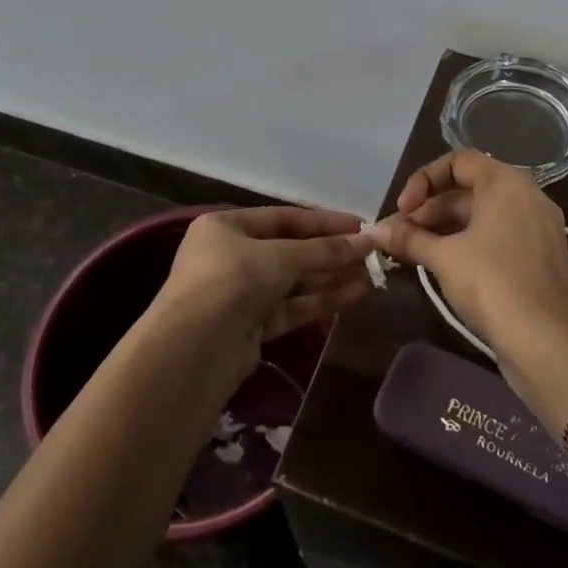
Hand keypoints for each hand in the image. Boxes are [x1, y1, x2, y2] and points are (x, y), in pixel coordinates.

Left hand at [151, 207, 376, 382]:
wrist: (194, 350)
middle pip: (290, 251)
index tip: (360, 225)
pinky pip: (291, 307)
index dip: (323, 222)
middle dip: (331, 254)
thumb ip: (325, 250)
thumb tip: (368, 241)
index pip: (283, 218)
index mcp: (226, 227)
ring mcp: (239, 294)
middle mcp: (230, 257)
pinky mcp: (250, 327)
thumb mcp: (282, 257)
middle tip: (372, 254)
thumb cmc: (232, 281)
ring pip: (293, 282)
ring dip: (331, 278)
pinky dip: (320, 301)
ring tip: (373, 275)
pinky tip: (355, 294)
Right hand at [368, 151, 567, 364]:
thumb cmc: (492, 284)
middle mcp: (528, 196)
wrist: (546, 342)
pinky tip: (445, 266)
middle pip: (469, 189)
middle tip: (401, 235)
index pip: (459, 161)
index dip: (424, 180)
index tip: (403, 209)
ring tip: (415, 252)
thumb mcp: (443, 257)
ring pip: (483, 216)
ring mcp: (539, 227)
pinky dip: (470, 243)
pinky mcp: (541, 256)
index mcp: (507, 184)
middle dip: (430, 209)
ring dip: (446, 228)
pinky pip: (500, 235)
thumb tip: (375, 230)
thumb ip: (408, 237)